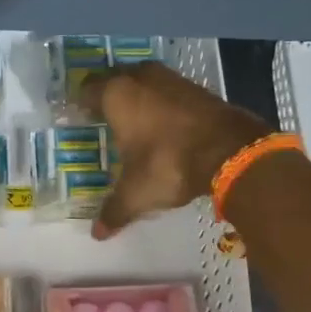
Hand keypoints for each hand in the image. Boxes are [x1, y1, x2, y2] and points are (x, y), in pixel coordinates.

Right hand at [80, 64, 268, 240]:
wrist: (231, 151)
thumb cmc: (168, 164)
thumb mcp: (136, 193)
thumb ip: (114, 210)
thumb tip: (97, 234)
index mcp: (116, 94)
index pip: (87, 91)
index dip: (80, 105)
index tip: (78, 119)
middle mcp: (140, 78)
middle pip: (114, 80)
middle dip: (108, 97)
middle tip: (102, 119)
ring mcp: (171, 78)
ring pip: (143, 81)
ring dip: (137, 96)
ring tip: (132, 121)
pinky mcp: (197, 87)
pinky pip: (167, 90)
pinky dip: (161, 102)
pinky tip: (162, 124)